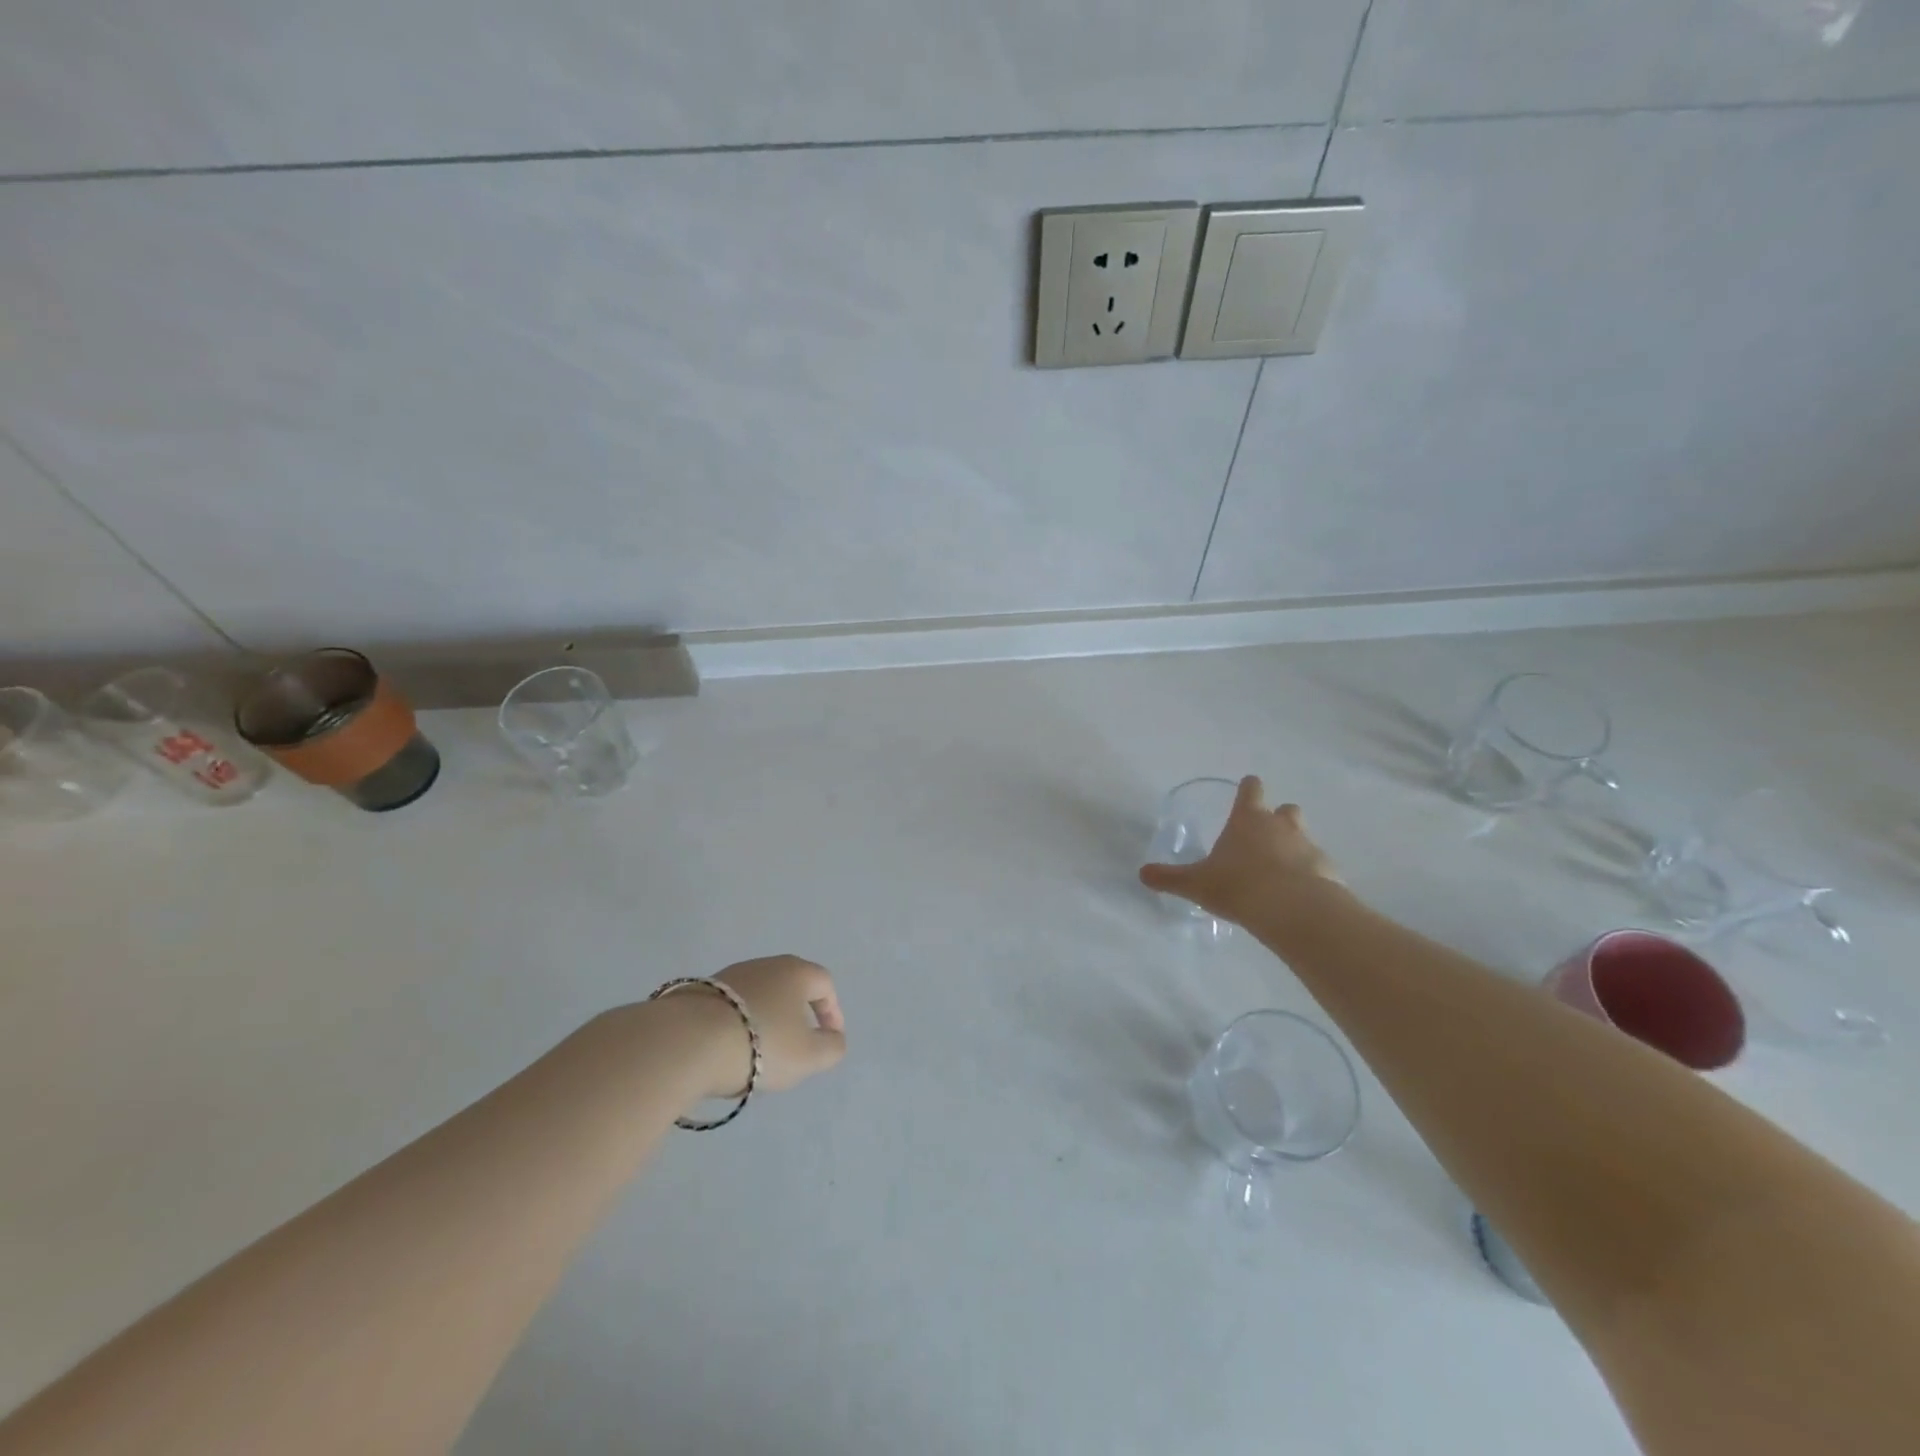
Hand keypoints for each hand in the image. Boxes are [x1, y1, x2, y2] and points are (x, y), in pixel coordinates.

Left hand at [701, 955, 847, 1098]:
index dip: (833, 1012)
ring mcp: (729, 976)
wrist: (688, 1042)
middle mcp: (764, 965)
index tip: (829, 1040)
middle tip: (796, 1048)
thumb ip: (831, 1048)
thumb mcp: (809, 1056)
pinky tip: (729, 1052)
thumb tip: (833, 1039)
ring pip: (758, 998)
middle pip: (790, 988)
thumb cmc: (761, 1044)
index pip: (824, 984)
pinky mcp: (699, 992)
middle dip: (797, 1017)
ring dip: (765, 1022)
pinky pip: (730, 1009)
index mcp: (795, 972)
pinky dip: (737, 1027)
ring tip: (759, 1056)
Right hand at [1139, 775, 1343, 932]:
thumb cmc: (1238, 886)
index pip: (1251, 789)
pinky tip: (1297, 895)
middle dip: (1277, 818)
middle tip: (1263, 837)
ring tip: (1279, 871)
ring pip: (1304, 837)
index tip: (1247, 790)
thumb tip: (1142, 873)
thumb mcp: (1196, 884)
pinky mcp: (1328, 872)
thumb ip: (1170, 878)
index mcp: (1248, 819)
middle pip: (1285, 809)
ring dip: (1294, 847)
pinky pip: (1318, 867)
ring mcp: (1308, 847)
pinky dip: (1310, 875)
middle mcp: (1281, 825)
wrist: (1294, 910)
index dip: (1248, 789)